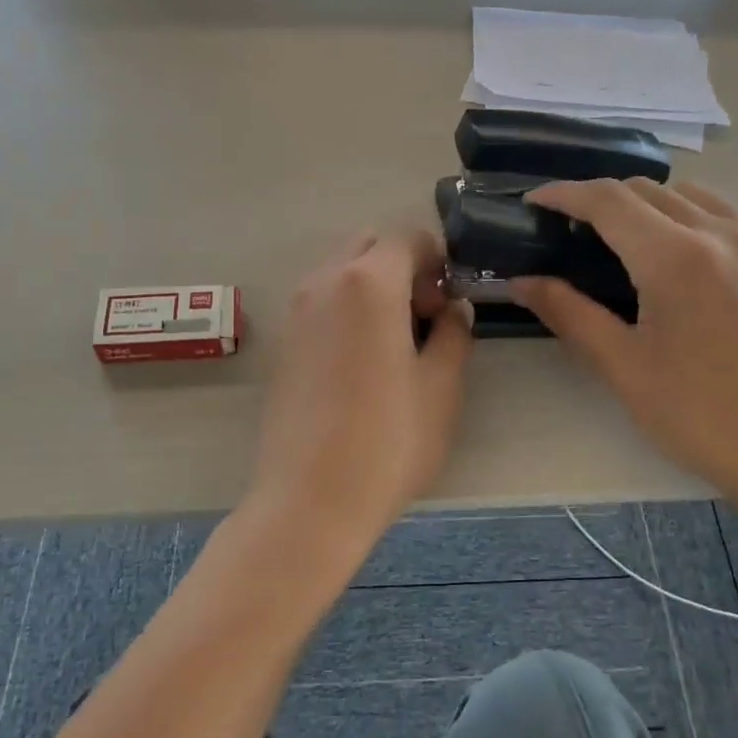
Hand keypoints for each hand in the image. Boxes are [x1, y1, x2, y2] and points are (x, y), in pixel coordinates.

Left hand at [250, 231, 472, 553]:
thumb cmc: (389, 441)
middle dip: (404, 267)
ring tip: (397, 342)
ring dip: (375, 288)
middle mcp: (324, 282)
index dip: (438, 259)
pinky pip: (322, 303)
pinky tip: (364, 362)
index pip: (408, 237)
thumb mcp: (442, 387)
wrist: (310, 500)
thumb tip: (452, 310)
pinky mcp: (284, 343)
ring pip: (342, 273)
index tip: (451, 300)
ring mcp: (297, 312)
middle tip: (427, 318)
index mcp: (369, 282)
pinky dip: (349, 310)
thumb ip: (454, 334)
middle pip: (370, 246)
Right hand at [510, 180, 737, 513]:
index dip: (564, 195)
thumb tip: (520, 282)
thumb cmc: (700, 415)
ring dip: (642, 203)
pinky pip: (720, 212)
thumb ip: (569, 313)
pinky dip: (682, 214)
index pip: (609, 201)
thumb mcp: (623, 366)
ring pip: (686, 194)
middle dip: (599, 199)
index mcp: (678, 257)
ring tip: (615, 240)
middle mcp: (721, 232)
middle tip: (565, 233)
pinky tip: (669, 252)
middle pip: (646, 190)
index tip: (532, 203)